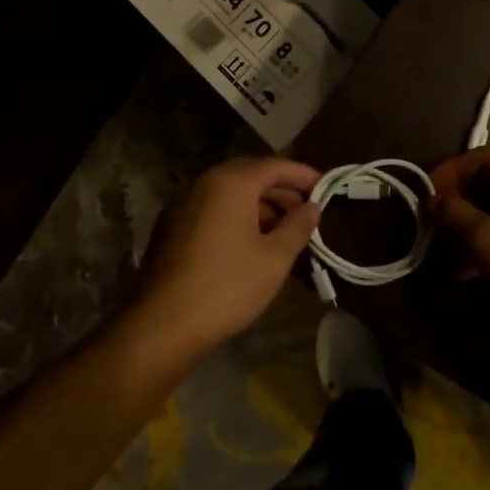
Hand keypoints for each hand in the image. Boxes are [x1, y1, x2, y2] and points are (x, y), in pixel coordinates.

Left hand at [124, 158, 321, 361]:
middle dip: (281, 191)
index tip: (325, 187)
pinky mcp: (172, 227)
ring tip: (284, 231)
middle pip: (250, 176)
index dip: (302, 175)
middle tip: (307, 212)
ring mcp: (183, 204)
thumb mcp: (275, 258)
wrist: (163, 323)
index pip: (274, 166)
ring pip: (230, 194)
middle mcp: (203, 184)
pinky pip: (212, 210)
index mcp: (230, 183)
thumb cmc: (228, 286)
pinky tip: (252, 243)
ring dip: (260, 206)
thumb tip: (313, 207)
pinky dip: (237, 217)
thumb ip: (298, 226)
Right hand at [429, 147, 489, 338]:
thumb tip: (433, 200)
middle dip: (465, 198)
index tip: (427, 194)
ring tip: (453, 248)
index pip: (486, 156)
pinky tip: (480, 261)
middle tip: (439, 220)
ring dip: (481, 219)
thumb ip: (454, 213)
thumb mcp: (484, 240)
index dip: (451, 172)